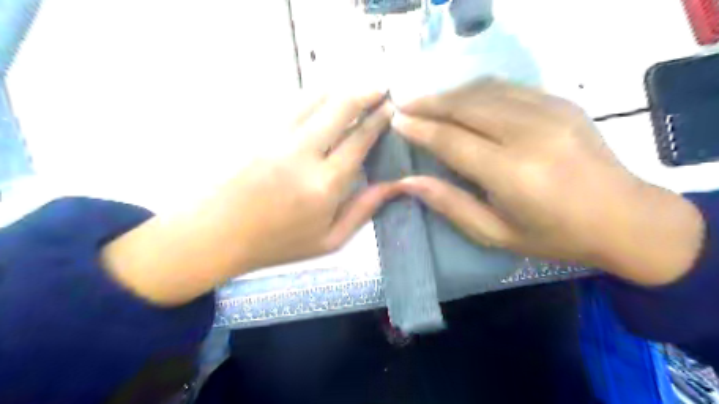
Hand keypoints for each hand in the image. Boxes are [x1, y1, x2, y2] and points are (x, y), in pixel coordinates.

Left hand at [204, 90, 398, 269]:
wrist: (216, 234)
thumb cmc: (277, 243)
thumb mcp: (329, 240)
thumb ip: (363, 210)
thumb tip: (393, 185)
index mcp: (324, 184)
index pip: (359, 139)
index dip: (379, 119)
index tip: (392, 108)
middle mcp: (302, 153)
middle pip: (340, 107)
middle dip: (366, 93)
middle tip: (380, 90)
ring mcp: (276, 137)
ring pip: (315, 97)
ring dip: (340, 90)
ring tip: (355, 91)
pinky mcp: (257, 130)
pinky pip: (292, 103)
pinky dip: (314, 98)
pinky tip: (323, 102)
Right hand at [393, 80, 702, 284]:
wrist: (626, 218)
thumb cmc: (555, 236)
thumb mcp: (495, 233)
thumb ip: (450, 204)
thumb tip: (407, 181)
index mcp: (513, 173)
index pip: (451, 140)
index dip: (419, 128)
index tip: (395, 120)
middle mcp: (529, 134)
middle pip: (465, 106)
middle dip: (428, 103)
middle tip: (402, 105)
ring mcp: (549, 111)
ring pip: (484, 90)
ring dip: (450, 94)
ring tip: (426, 101)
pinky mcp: (561, 101)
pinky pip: (507, 87)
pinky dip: (477, 90)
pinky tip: (462, 99)